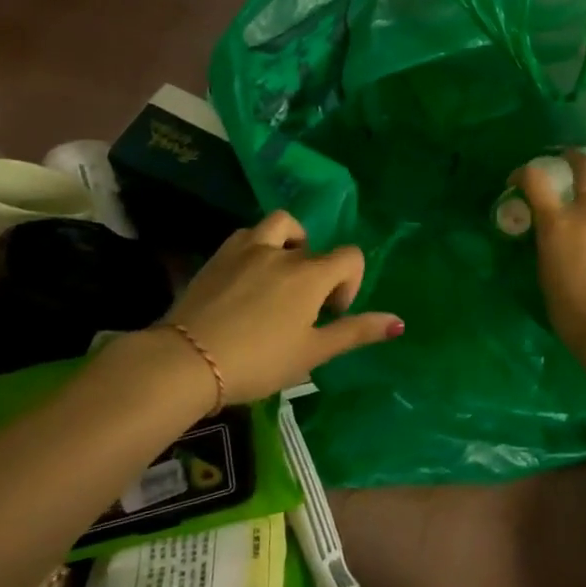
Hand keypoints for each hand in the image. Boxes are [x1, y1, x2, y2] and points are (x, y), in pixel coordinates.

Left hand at [162, 210, 402, 402]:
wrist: (187, 361)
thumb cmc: (258, 361)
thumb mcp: (312, 352)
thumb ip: (355, 332)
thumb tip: (399, 322)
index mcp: (310, 274)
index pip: (350, 257)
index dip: (349, 284)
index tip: (330, 314)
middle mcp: (282, 252)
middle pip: (314, 247)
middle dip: (318, 274)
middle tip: (303, 309)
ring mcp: (247, 249)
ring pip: (280, 225)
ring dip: (290, 243)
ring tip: (280, 275)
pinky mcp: (218, 256)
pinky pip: (247, 235)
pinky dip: (257, 246)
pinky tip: (249, 277)